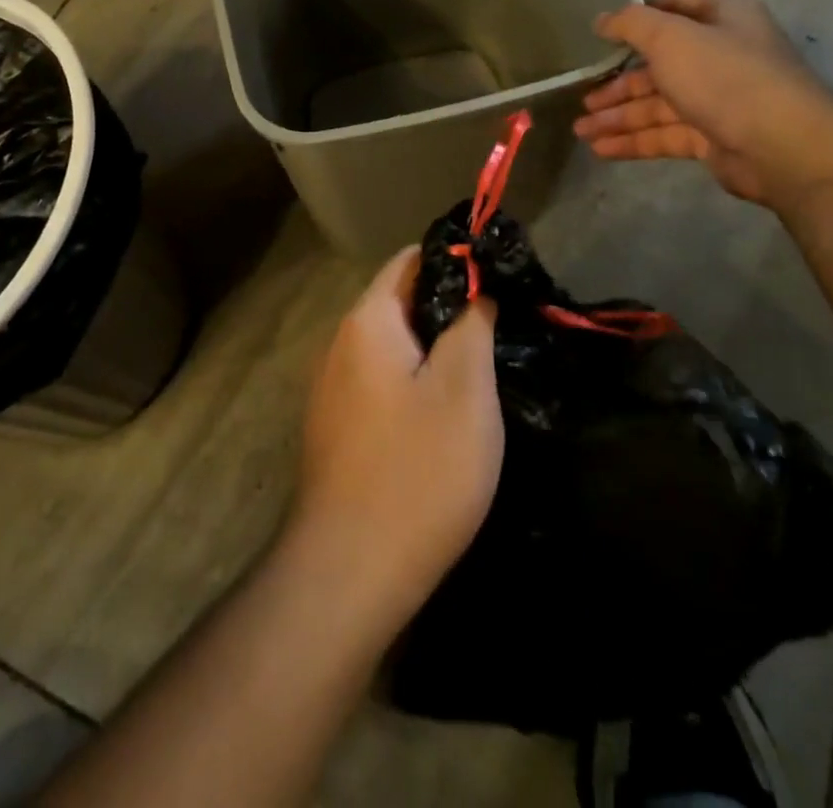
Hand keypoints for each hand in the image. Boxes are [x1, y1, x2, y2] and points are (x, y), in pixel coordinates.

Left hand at [288, 248, 502, 632]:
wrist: (350, 571)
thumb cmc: (418, 470)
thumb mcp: (464, 390)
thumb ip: (472, 325)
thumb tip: (475, 290)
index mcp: (367, 321)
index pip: (410, 260)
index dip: (456, 261)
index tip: (498, 276)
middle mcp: (340, 344)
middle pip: (399, 302)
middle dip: (448, 308)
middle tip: (501, 326)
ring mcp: (332, 388)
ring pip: (392, 346)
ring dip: (433, 349)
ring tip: (481, 367)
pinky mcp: (336, 427)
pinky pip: (380, 382)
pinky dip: (413, 381)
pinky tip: (444, 414)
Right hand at [573, 0, 832, 212]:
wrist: (783, 146)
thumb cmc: (725, 77)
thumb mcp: (670, 37)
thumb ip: (631, 24)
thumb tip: (602, 20)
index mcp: (722, 17)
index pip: (675, 6)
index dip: (638, 18)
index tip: (602, 34)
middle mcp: (721, 54)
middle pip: (659, 63)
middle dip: (618, 83)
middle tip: (584, 97)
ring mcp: (718, 98)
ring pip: (658, 104)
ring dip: (618, 116)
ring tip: (581, 129)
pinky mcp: (714, 137)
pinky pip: (665, 134)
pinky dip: (634, 140)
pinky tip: (601, 149)